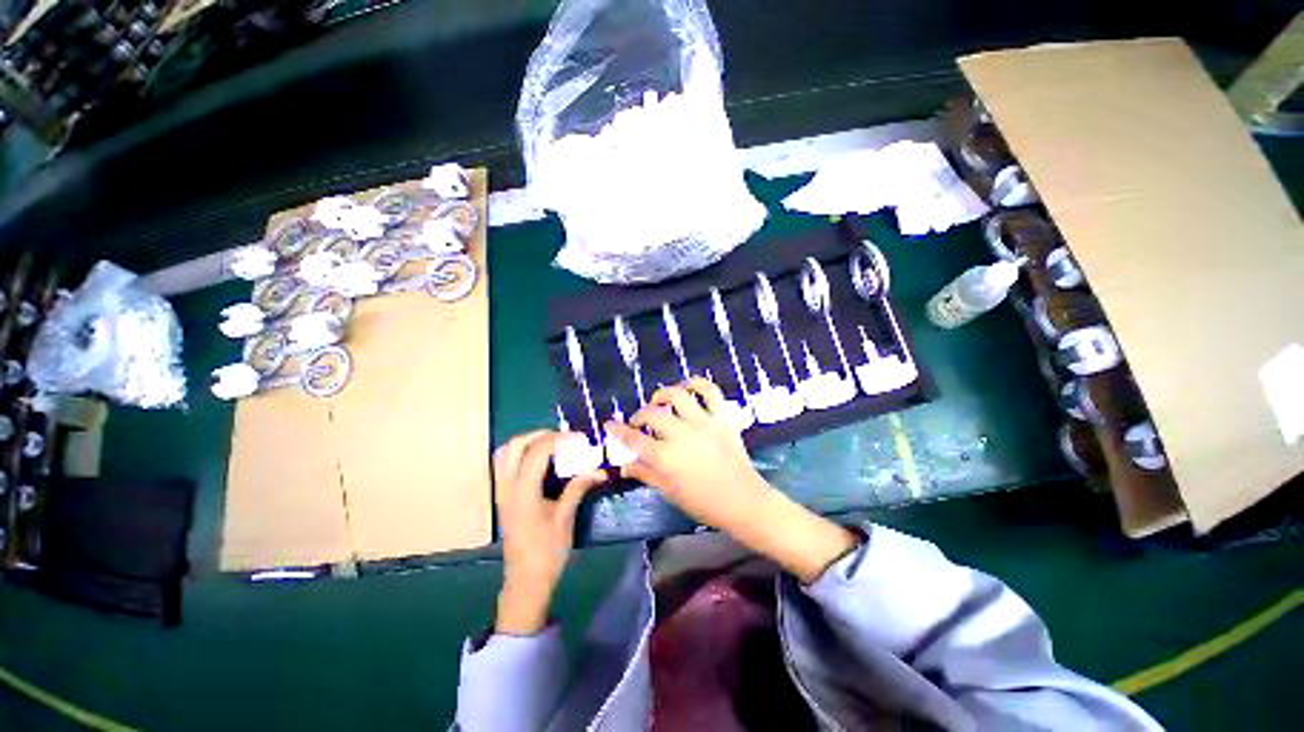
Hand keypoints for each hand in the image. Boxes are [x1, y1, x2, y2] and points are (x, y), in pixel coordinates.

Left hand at [493, 430, 605, 634]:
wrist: (526, 581)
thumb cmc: (547, 552)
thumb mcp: (565, 519)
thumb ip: (577, 488)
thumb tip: (598, 470)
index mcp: (524, 493)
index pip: (536, 453)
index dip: (558, 440)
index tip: (578, 439)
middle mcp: (508, 488)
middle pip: (515, 446)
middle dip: (539, 434)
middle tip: (562, 437)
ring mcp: (501, 492)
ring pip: (506, 453)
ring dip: (527, 441)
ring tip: (551, 443)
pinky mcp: (502, 497)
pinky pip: (505, 464)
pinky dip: (520, 453)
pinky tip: (539, 459)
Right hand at [606, 379, 856, 582]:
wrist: (744, 501)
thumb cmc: (704, 503)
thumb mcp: (670, 492)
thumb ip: (646, 474)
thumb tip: (624, 467)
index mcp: (665, 457)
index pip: (633, 439)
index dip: (618, 430)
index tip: (609, 424)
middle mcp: (681, 434)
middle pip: (651, 414)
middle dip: (639, 416)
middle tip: (638, 423)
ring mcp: (703, 422)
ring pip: (677, 395)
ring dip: (663, 394)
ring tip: (659, 400)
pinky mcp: (722, 417)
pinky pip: (710, 390)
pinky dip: (697, 383)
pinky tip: (688, 387)